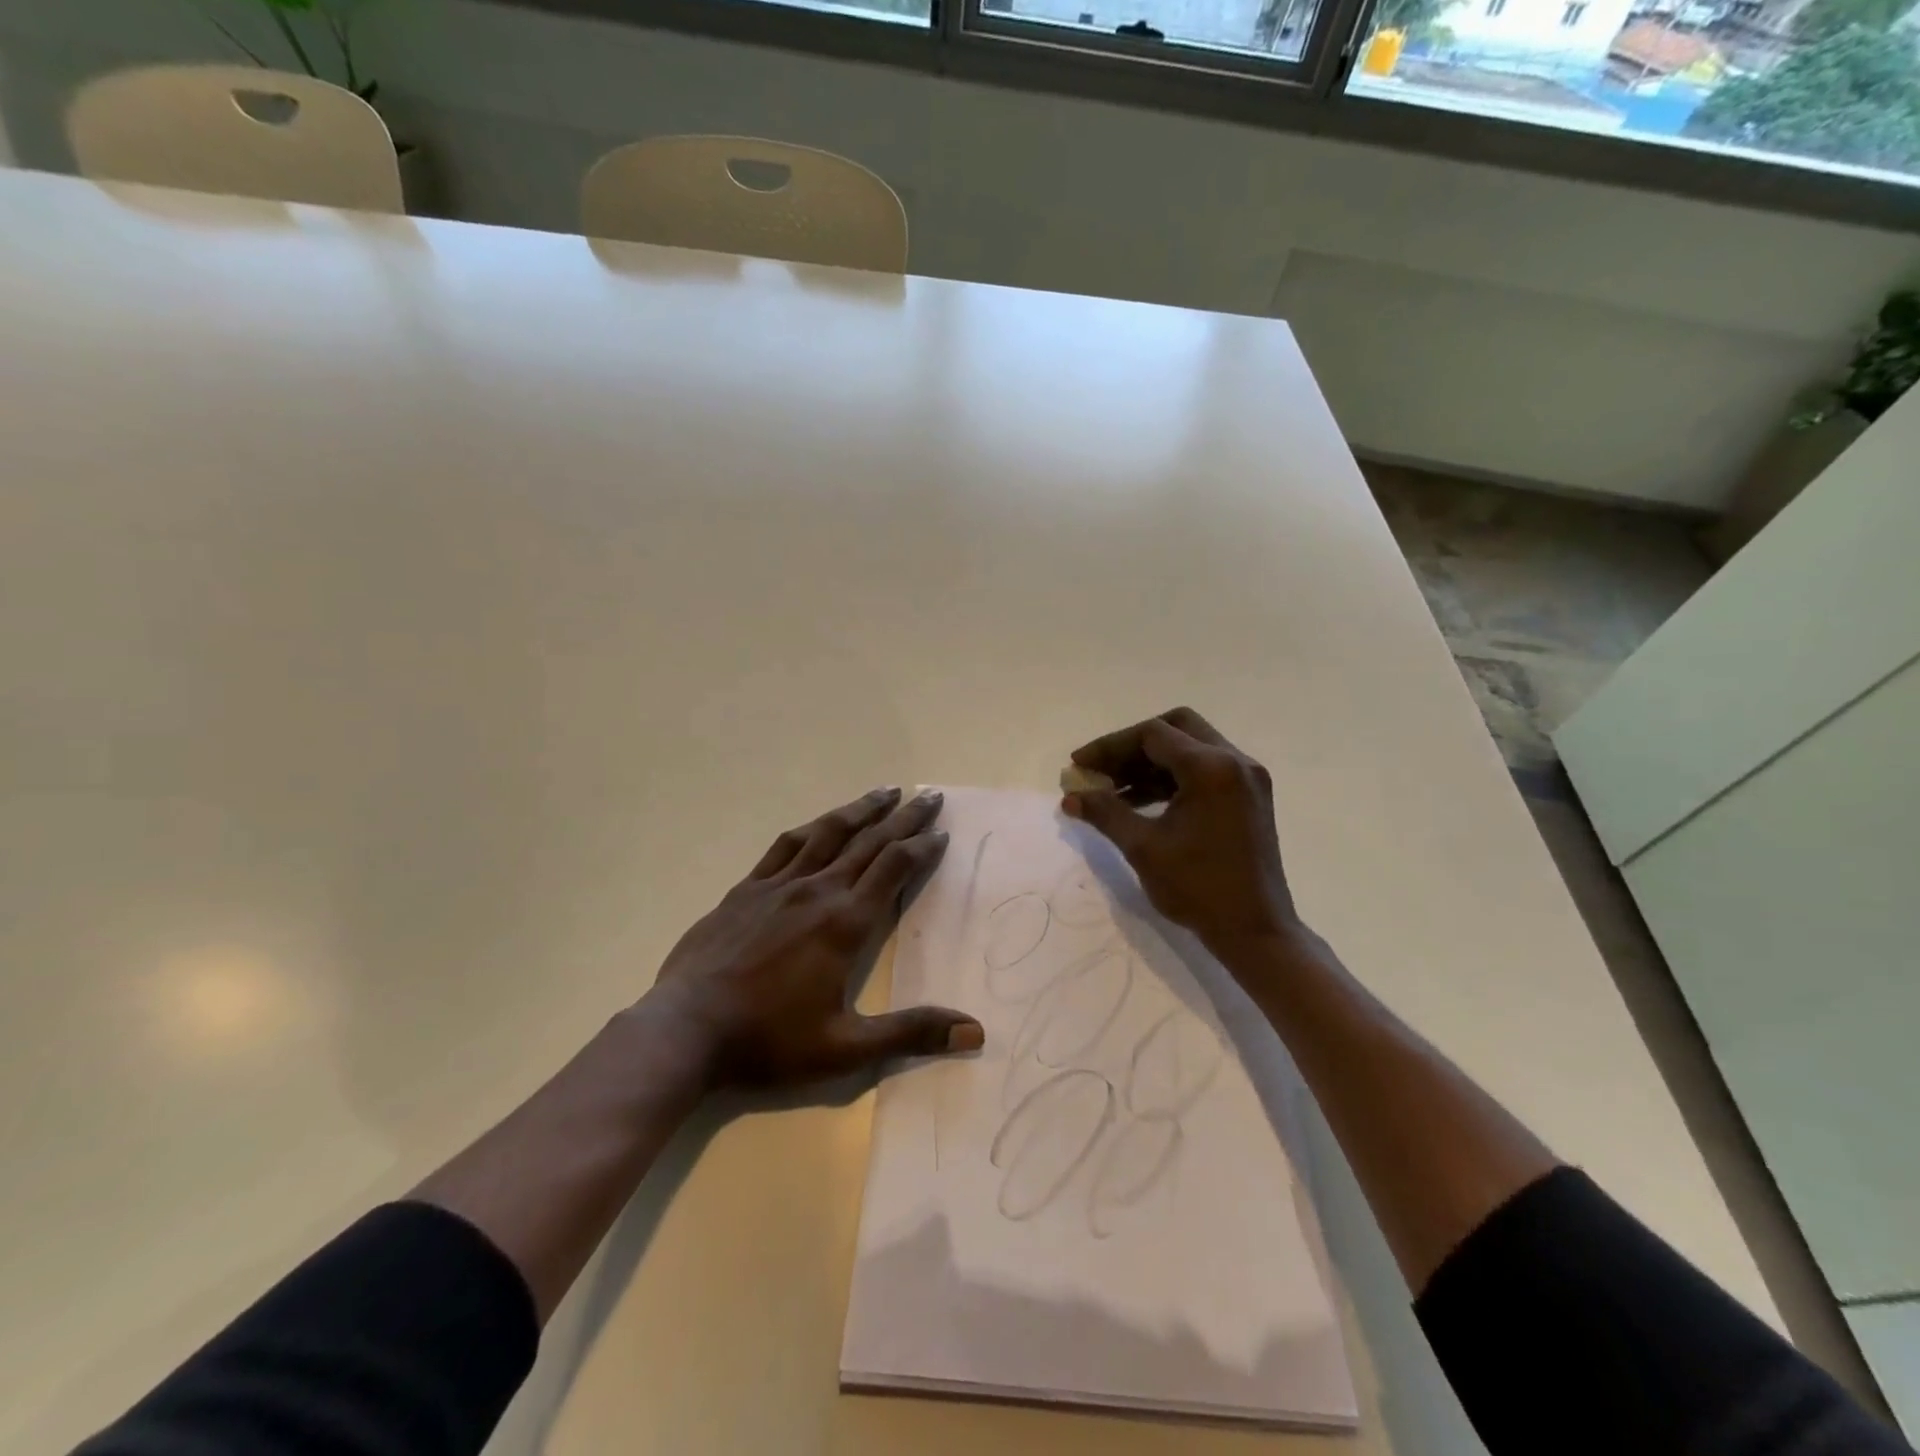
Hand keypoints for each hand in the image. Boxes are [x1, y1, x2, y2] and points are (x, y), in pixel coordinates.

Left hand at [647, 786, 983, 1090]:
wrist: (686, 1030)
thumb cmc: (769, 1040)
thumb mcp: (846, 1049)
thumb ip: (911, 1032)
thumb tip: (975, 1030)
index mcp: (845, 923)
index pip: (893, 869)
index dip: (921, 848)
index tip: (942, 833)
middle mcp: (817, 891)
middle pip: (869, 842)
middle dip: (903, 818)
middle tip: (929, 796)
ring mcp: (778, 885)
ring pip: (828, 834)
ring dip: (861, 810)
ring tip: (885, 791)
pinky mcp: (746, 889)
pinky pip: (785, 847)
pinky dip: (811, 829)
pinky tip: (819, 823)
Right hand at [1062, 707, 1300, 957]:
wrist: (1255, 931)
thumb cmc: (1199, 888)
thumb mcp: (1143, 848)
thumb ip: (1105, 813)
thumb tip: (1070, 797)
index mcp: (1211, 768)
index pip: (1152, 734)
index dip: (1109, 746)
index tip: (1078, 766)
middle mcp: (1234, 761)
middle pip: (1175, 728)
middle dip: (1132, 746)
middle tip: (1101, 769)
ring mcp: (1246, 779)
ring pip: (1190, 748)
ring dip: (1150, 763)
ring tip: (1112, 790)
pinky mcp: (1248, 797)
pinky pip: (1204, 770)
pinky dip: (1171, 778)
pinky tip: (1140, 802)